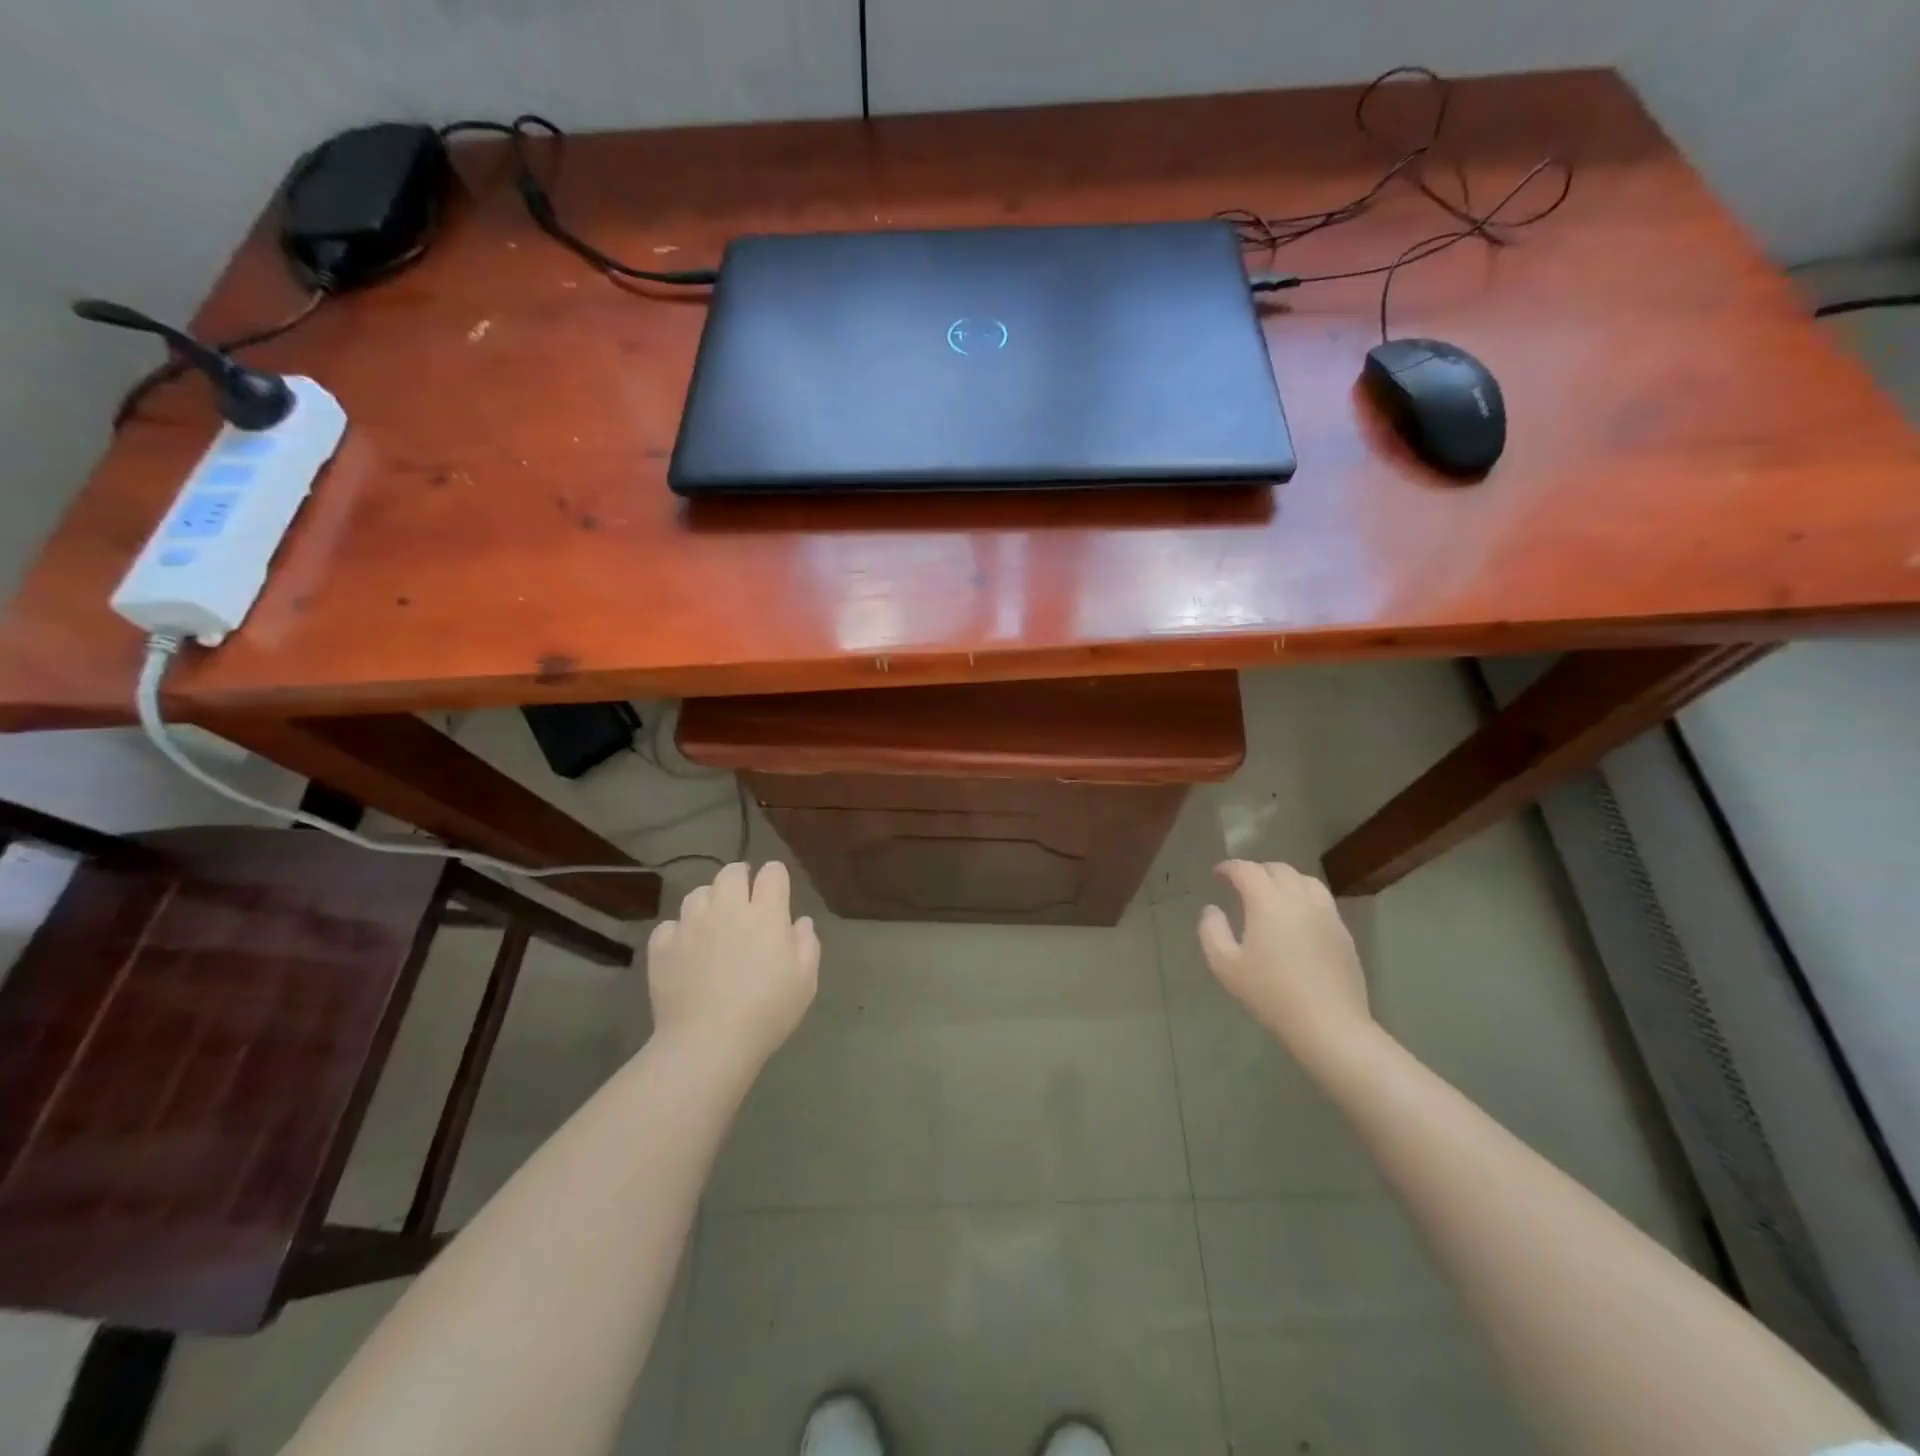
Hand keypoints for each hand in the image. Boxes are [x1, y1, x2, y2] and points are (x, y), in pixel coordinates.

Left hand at [646, 861, 819, 1068]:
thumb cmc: (766, 1012)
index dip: (776, 877)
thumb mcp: (805, 982)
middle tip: (744, 900)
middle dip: (740, 878)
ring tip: (712, 923)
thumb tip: (800, 922)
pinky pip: (669, 925)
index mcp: (765, 913)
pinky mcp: (662, 946)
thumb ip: (807, 945)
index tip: (777, 892)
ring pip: (697, 893)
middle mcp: (726, 909)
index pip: (772, 872)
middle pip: (731, 872)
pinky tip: (685, 949)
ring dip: (708, 902)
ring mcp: (690, 925)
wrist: (707, 1043)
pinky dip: (678, 931)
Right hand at [1198, 860, 1373, 1059]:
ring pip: (1304, 880)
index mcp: (1267, 900)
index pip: (1246, 870)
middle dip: (1256, 870)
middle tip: (1241, 884)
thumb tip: (1212, 910)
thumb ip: (1211, 931)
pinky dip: (1303, 896)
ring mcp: (1326, 913)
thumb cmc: (1270, 993)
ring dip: (1283, 879)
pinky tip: (1297, 917)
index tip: (1217, 874)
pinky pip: (1320, 900)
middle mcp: (1299, 897)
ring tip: (1271, 894)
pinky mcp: (1343, 931)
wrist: (1329, 1023)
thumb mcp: (1225, 965)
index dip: (1229, 867)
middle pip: (1277, 869)